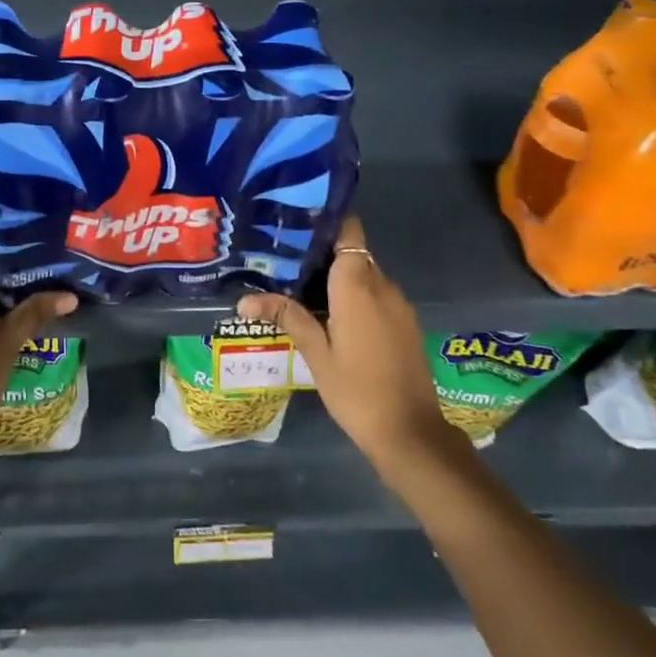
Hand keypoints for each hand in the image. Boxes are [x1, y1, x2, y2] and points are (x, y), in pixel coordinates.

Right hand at [239, 216, 457, 470]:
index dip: (325, 222)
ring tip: (298, 286)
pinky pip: (376, 295)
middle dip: (321, 253)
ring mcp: (398, 305)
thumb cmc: (357, 390)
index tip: (295, 225)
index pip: (348, 231)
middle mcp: (383, 285)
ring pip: (364, 274)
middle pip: (353, 252)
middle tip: (283, 259)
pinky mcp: (404, 323)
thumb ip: (287, 317)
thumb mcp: (316, 354)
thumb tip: (244, 300)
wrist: (411, 433)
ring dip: (337, 277)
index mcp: (358, 286)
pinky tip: (327, 313)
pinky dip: (353, 295)